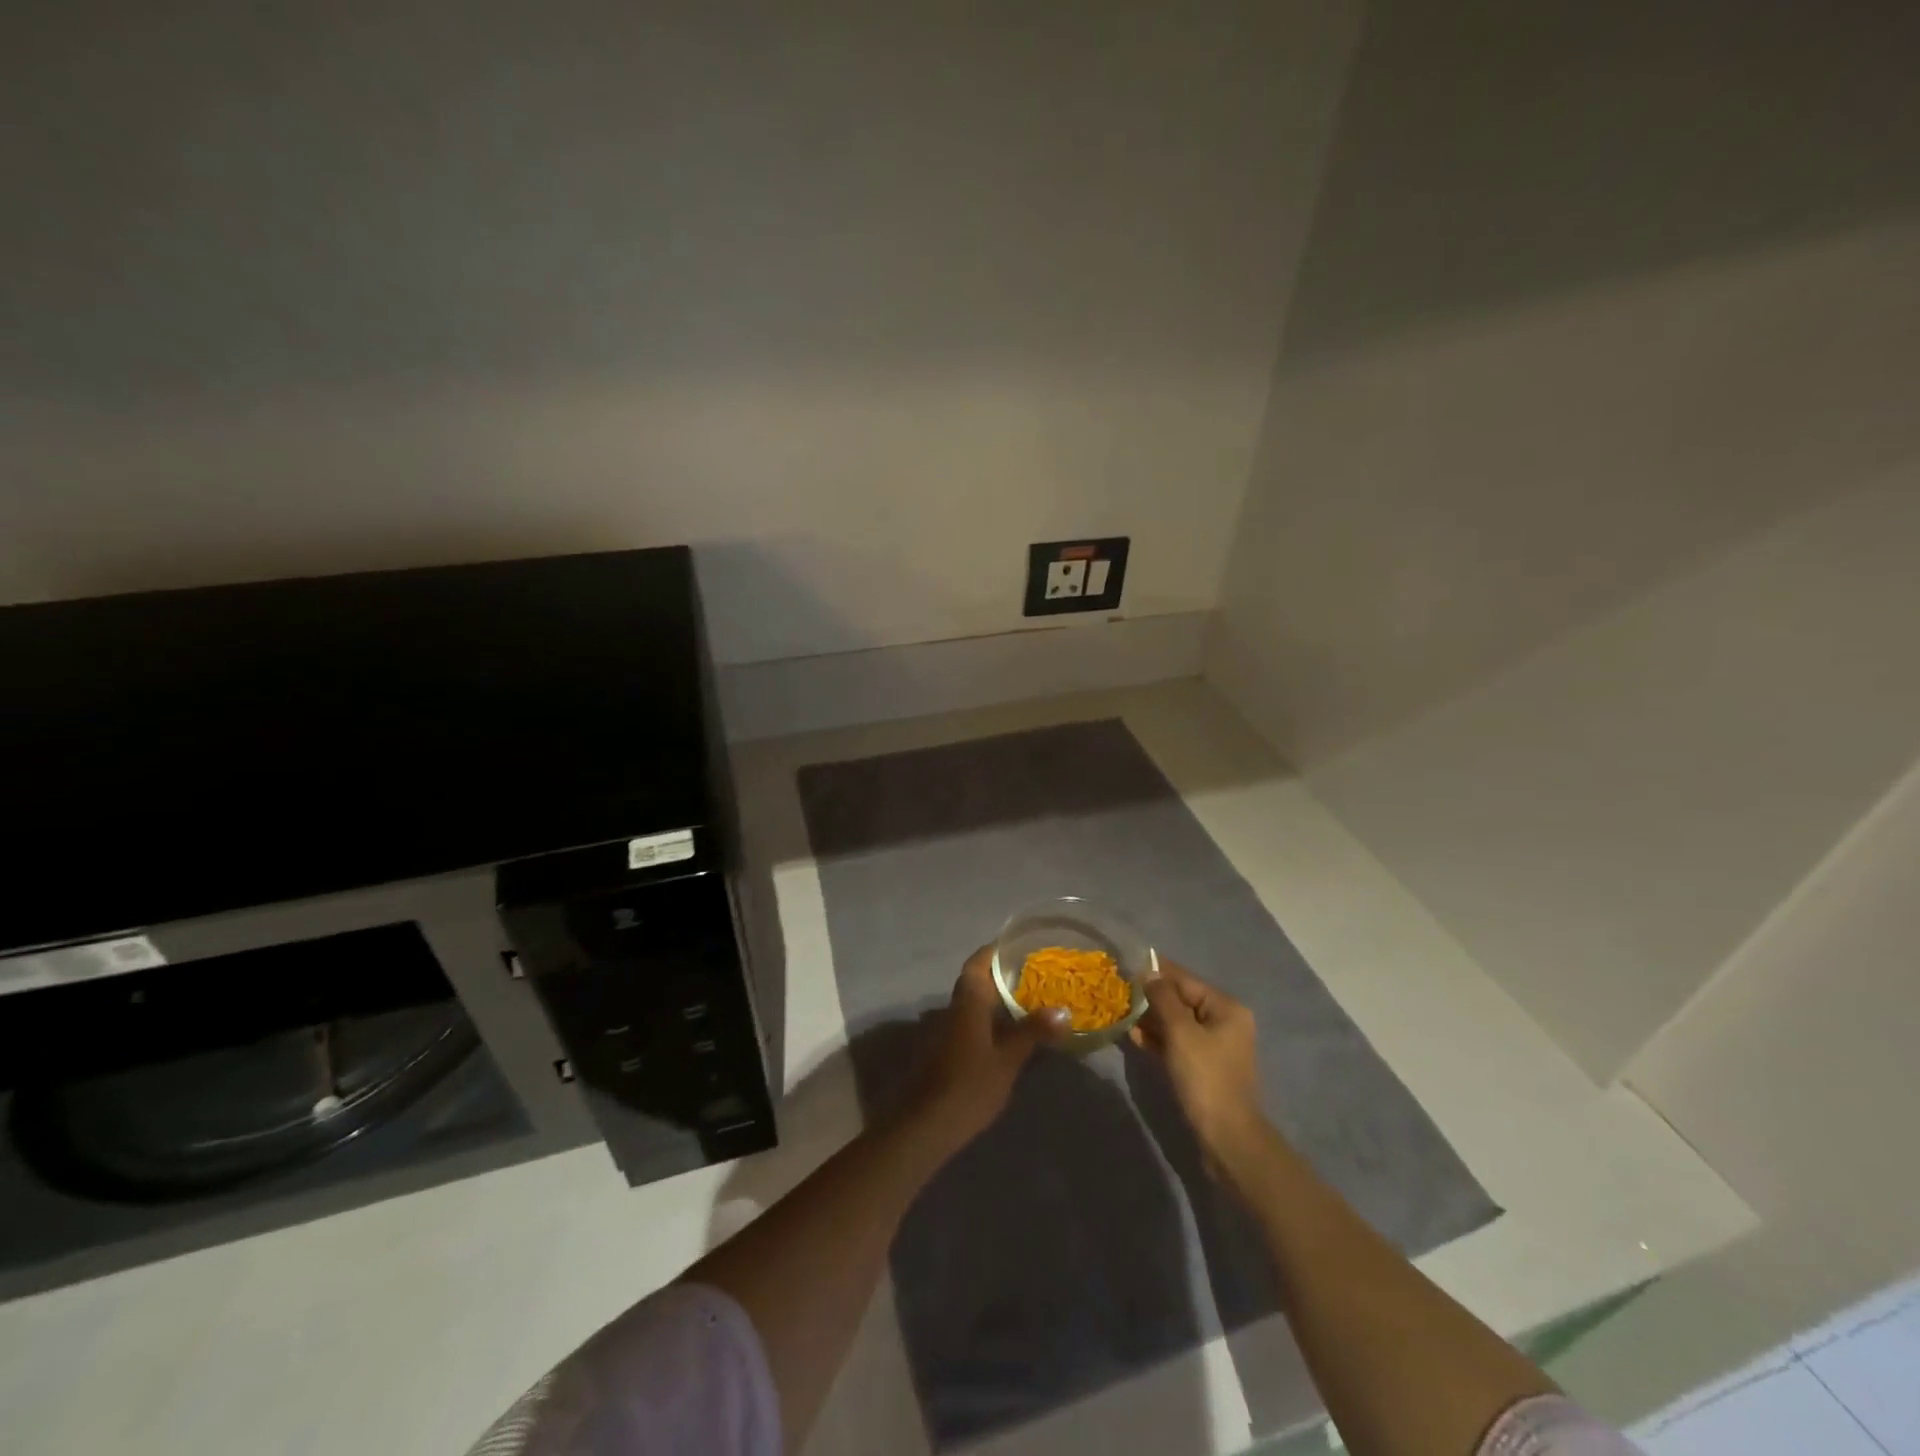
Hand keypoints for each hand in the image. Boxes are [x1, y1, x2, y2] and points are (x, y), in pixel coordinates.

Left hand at [909, 945, 1068, 1144]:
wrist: (927, 1123)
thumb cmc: (970, 1084)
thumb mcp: (1008, 1058)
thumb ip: (1033, 1032)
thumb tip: (1062, 1011)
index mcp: (968, 1000)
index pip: (979, 962)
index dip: (996, 951)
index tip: (1019, 946)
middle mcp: (954, 1007)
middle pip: (976, 980)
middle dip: (1001, 976)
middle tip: (1034, 976)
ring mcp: (946, 1029)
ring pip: (973, 1003)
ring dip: (996, 1000)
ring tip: (1029, 1003)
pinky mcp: (945, 1050)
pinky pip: (970, 1023)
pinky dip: (989, 1021)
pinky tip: (1009, 1034)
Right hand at [1129, 960, 1266, 1172]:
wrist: (1226, 1138)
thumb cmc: (1205, 1077)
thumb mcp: (1181, 1032)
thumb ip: (1163, 998)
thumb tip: (1148, 974)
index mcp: (1226, 1008)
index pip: (1185, 980)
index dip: (1155, 972)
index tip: (1125, 966)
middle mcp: (1223, 1022)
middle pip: (1180, 1000)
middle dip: (1150, 997)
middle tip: (1118, 992)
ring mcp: (1213, 1046)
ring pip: (1175, 1023)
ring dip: (1150, 1019)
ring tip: (1120, 1013)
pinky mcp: (1201, 1067)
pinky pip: (1176, 1043)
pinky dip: (1156, 1039)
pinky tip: (1132, 1037)